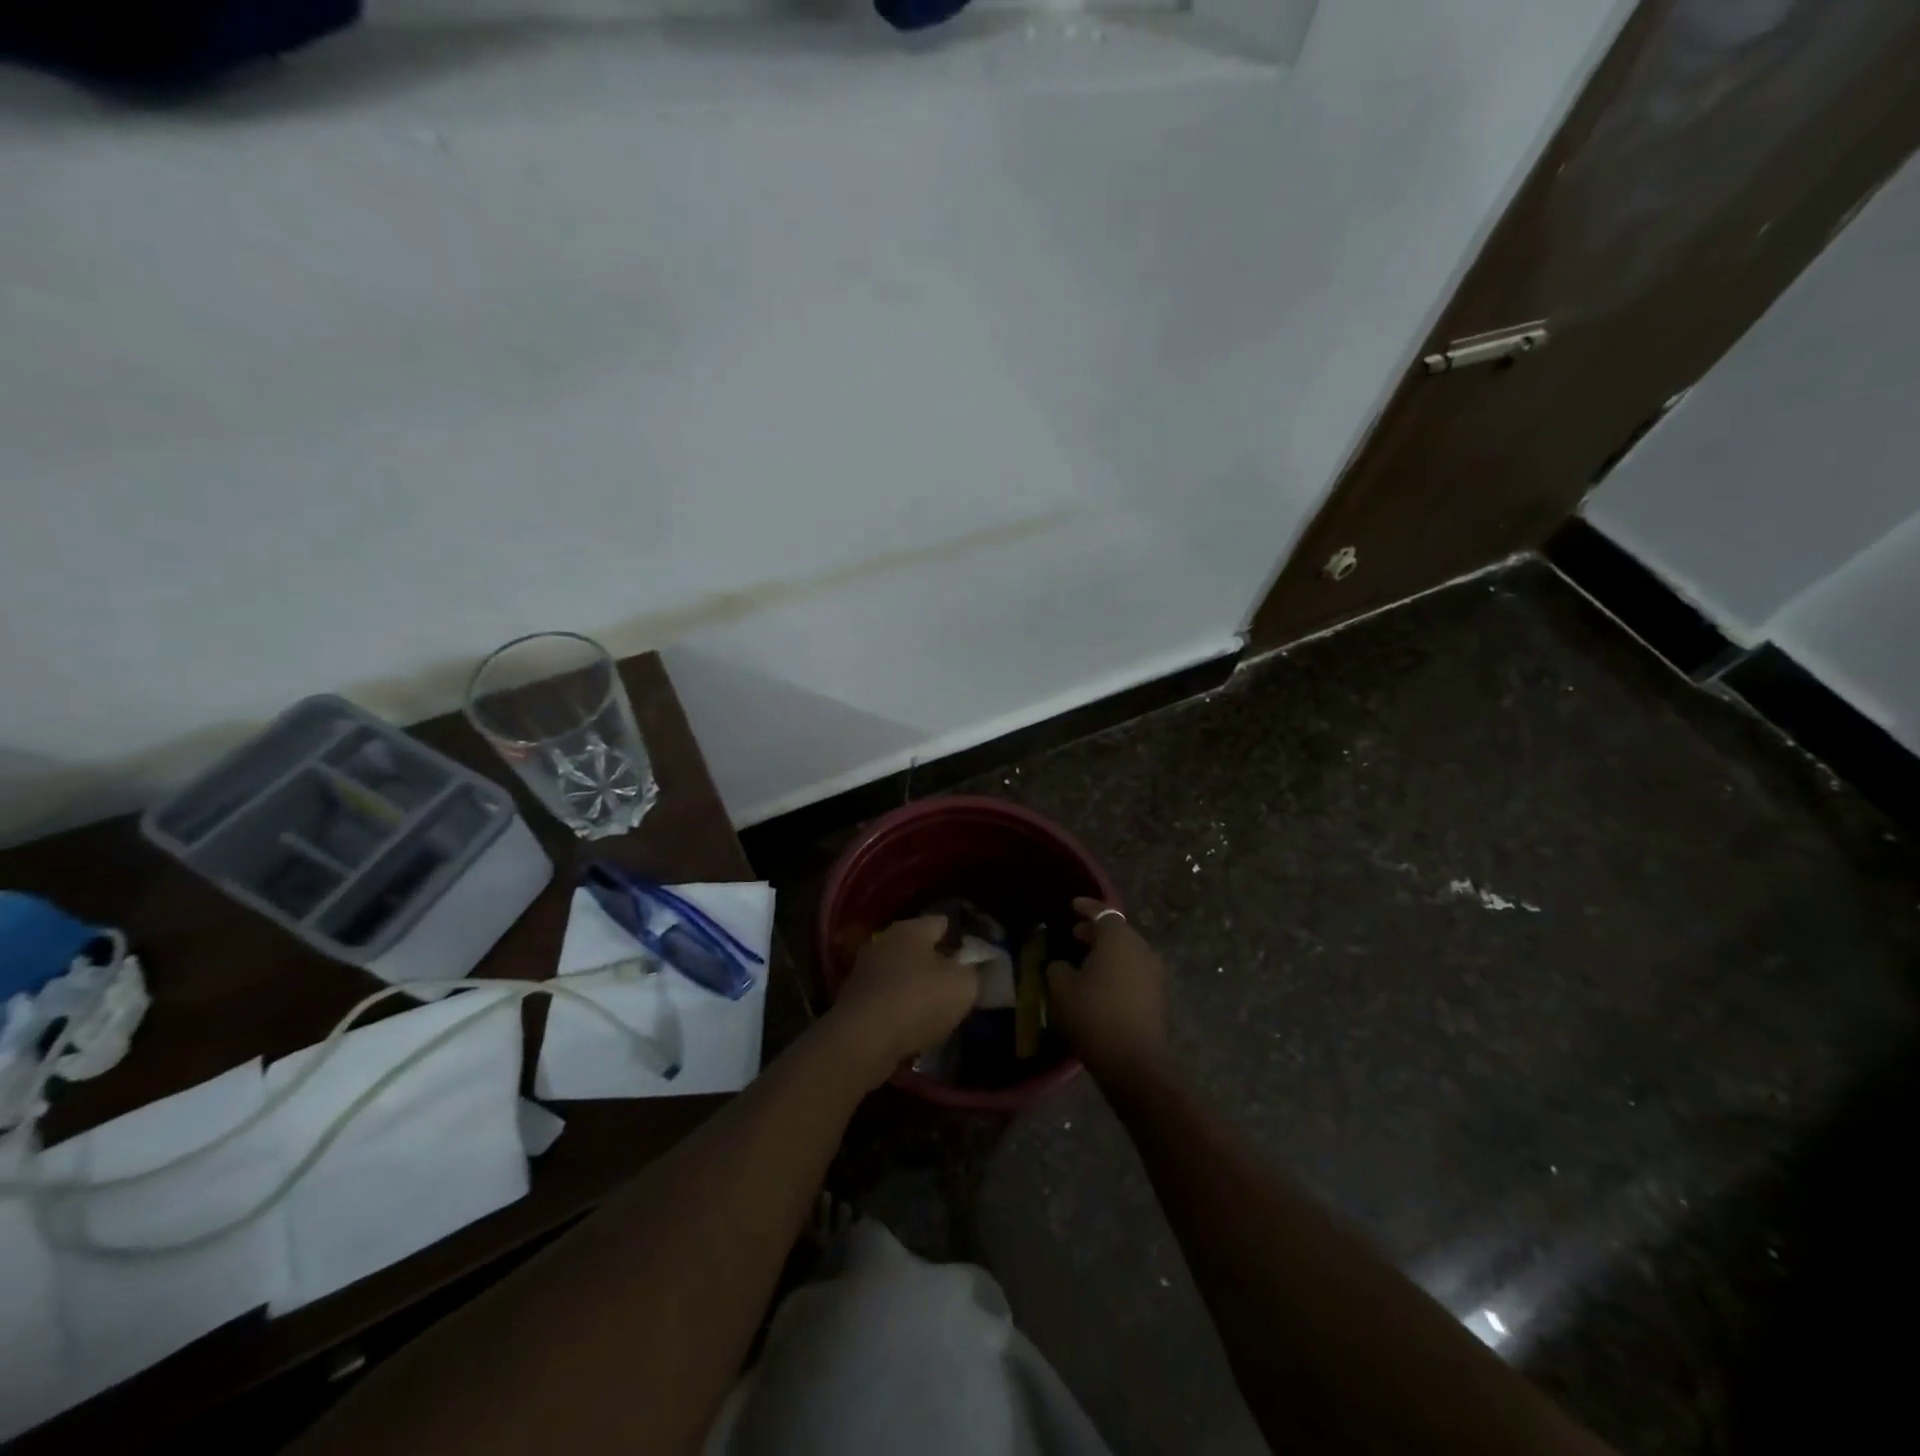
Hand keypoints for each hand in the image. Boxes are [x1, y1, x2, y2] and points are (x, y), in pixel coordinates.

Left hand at [828, 915, 978, 1086]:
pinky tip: (910, 1025)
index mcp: (911, 929)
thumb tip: (973, 969)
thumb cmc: (917, 1002)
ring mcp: (864, 970)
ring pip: (899, 973)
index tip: (974, 957)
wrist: (861, 1041)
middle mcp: (884, 941)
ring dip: (915, 986)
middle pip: (918, 947)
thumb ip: (975, 973)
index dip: (960, 938)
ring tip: (935, 1008)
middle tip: (956, 984)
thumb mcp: (963, 987)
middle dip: (936, 963)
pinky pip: (885, 997)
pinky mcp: (853, 999)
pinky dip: (898, 1007)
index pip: (942, 922)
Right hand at [1047, 898, 1167, 1086]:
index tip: (1072, 905)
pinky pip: (1134, 971)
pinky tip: (1101, 984)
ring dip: (1107, 953)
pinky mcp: (1158, 995)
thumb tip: (1062, 965)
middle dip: (1096, 931)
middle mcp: (1141, 948)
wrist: (1134, 1062)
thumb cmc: (1094, 1014)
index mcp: (1118, 938)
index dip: (1086, 907)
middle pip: (1117, 931)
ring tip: (1085, 962)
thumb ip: (1058, 968)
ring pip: (1127, 952)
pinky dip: (1117, 970)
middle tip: (1074, 935)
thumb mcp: (1062, 988)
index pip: (1102, 912)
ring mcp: (1154, 972)